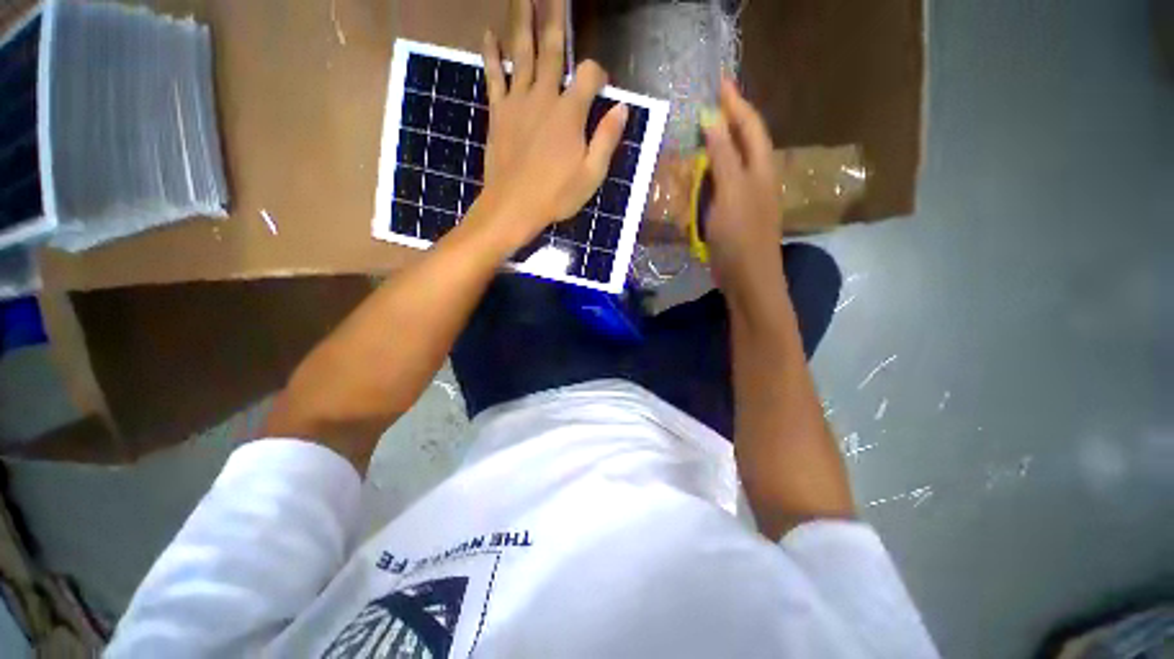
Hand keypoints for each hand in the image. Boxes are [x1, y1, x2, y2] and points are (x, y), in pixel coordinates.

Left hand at [474, 0, 627, 247]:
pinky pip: (494, 76)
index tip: (602, 84)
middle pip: (551, 48)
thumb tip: (622, 108)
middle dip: (555, 16)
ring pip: (521, 52)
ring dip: (522, 20)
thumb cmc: (556, 195)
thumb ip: (606, 139)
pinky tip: (489, 34)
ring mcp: (518, 102)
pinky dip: (491, 54)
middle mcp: (544, 97)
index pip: (589, 74)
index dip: (599, 72)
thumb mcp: (591, 175)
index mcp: (570, 114)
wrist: (513, 207)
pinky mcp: (499, 112)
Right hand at [702, 78, 783, 295]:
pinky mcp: (736, 214)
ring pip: (736, 162)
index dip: (736, 102)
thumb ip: (723, 155)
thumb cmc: (741, 235)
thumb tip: (711, 117)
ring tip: (704, 132)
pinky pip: (725, 184)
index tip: (720, 81)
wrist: (748, 278)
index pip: (750, 125)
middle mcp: (758, 177)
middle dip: (731, 119)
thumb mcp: (731, 191)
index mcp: (761, 167)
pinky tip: (703, 173)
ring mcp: (748, 197)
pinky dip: (713, 172)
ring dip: (721, 145)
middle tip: (710, 104)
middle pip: (746, 140)